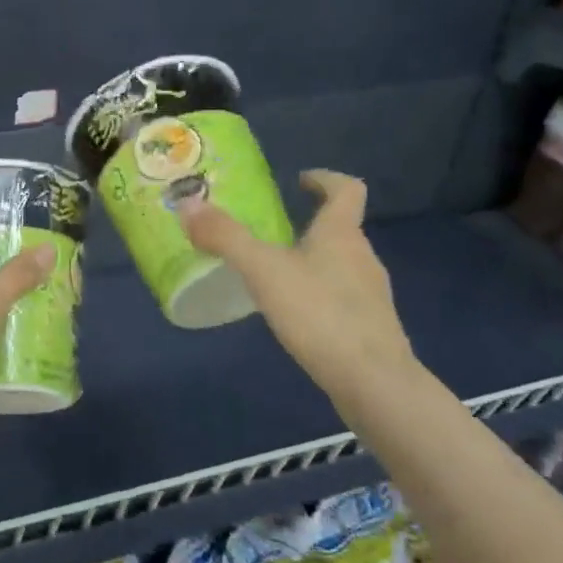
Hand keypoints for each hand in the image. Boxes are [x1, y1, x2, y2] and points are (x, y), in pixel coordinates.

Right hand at [181, 170, 415, 400]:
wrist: (375, 383)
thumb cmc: (320, 314)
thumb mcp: (263, 271)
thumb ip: (226, 237)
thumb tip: (187, 204)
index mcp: (341, 234)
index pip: (346, 190)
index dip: (325, 179)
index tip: (300, 180)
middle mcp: (362, 257)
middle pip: (341, 228)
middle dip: (309, 223)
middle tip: (270, 230)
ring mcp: (371, 294)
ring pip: (341, 264)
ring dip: (313, 259)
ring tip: (275, 273)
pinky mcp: (371, 327)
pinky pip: (341, 296)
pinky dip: (318, 293)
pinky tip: (295, 314)